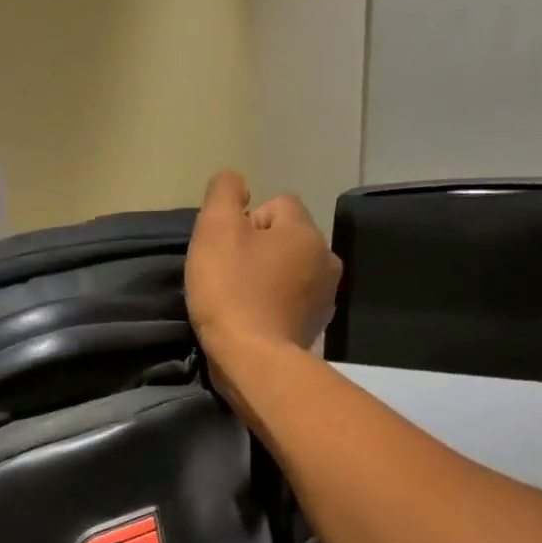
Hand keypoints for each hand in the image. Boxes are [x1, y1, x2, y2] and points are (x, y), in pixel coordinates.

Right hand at [185, 171, 340, 364]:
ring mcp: (326, 296)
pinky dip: (275, 305)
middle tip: (229, 276)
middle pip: (286, 238)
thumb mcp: (215, 230)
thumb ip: (224, 193)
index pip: (276, 205)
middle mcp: (326, 257)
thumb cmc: (231, 291)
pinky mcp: (317, 327)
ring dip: (268, 278)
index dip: (245, 222)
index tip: (226, 251)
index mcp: (305, 230)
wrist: (253, 360)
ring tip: (241, 300)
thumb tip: (236, 182)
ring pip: (291, 270)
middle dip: (259, 251)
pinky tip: (255, 320)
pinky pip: (293, 301)